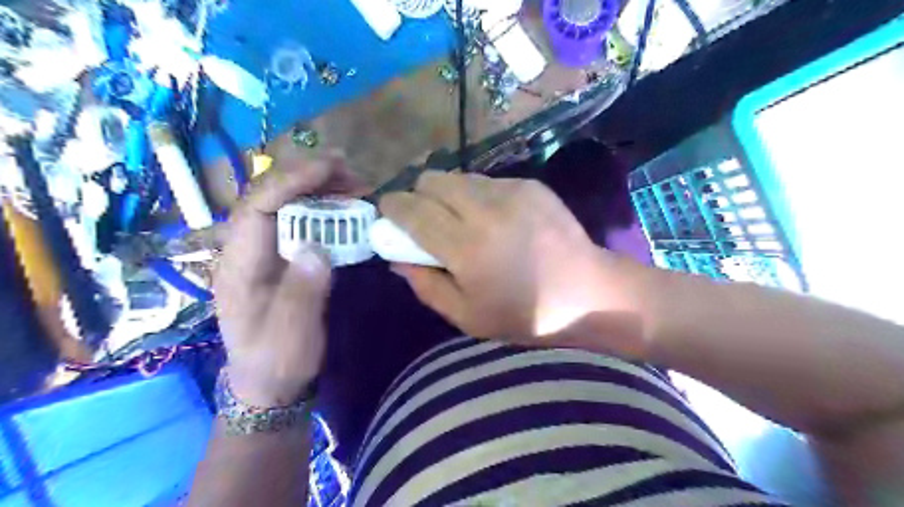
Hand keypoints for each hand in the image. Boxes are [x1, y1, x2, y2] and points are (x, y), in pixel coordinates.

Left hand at [214, 157, 360, 406]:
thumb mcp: (291, 333)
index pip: (256, 208)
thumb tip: (317, 247)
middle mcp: (246, 250)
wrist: (268, 382)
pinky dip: (324, 209)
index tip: (329, 168)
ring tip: (354, 183)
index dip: (290, 182)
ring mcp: (264, 253)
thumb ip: (301, 291)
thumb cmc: (277, 360)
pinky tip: (345, 206)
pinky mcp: (281, 258)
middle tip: (349, 170)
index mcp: (239, 266)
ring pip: (285, 206)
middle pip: (270, 198)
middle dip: (307, 178)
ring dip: (318, 189)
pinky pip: (299, 222)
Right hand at [378, 173, 642, 344]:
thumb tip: (397, 258)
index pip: (411, 210)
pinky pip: (486, 181)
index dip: (392, 207)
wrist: (589, 293)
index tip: (388, 214)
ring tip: (463, 221)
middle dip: (419, 196)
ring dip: (448, 195)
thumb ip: (426, 285)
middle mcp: (485, 209)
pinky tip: (495, 220)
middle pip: (431, 180)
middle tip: (427, 221)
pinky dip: (477, 196)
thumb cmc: (526, 315)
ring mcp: (511, 191)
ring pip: (458, 177)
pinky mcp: (530, 185)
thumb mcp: (467, 316)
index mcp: (465, 247)